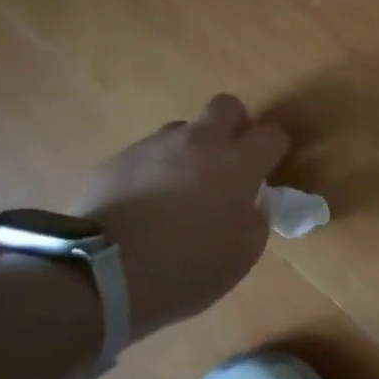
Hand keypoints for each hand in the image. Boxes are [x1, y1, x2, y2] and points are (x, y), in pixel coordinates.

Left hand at [76, 95, 289, 334]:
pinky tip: (147, 205)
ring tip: (181, 189)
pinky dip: (155, 172)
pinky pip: (147, 156)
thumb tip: (250, 205)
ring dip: (190, 150)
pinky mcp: (116, 161)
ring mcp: (153, 147)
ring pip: (182, 130)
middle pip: (225, 107)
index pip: (271, 135)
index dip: (276, 148)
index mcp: (237, 163)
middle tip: (230, 159)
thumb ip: (255, 219)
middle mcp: (198, 142)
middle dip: (234, 126)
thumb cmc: (187, 266)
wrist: (101, 272)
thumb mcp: (243, 253)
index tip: (271, 167)